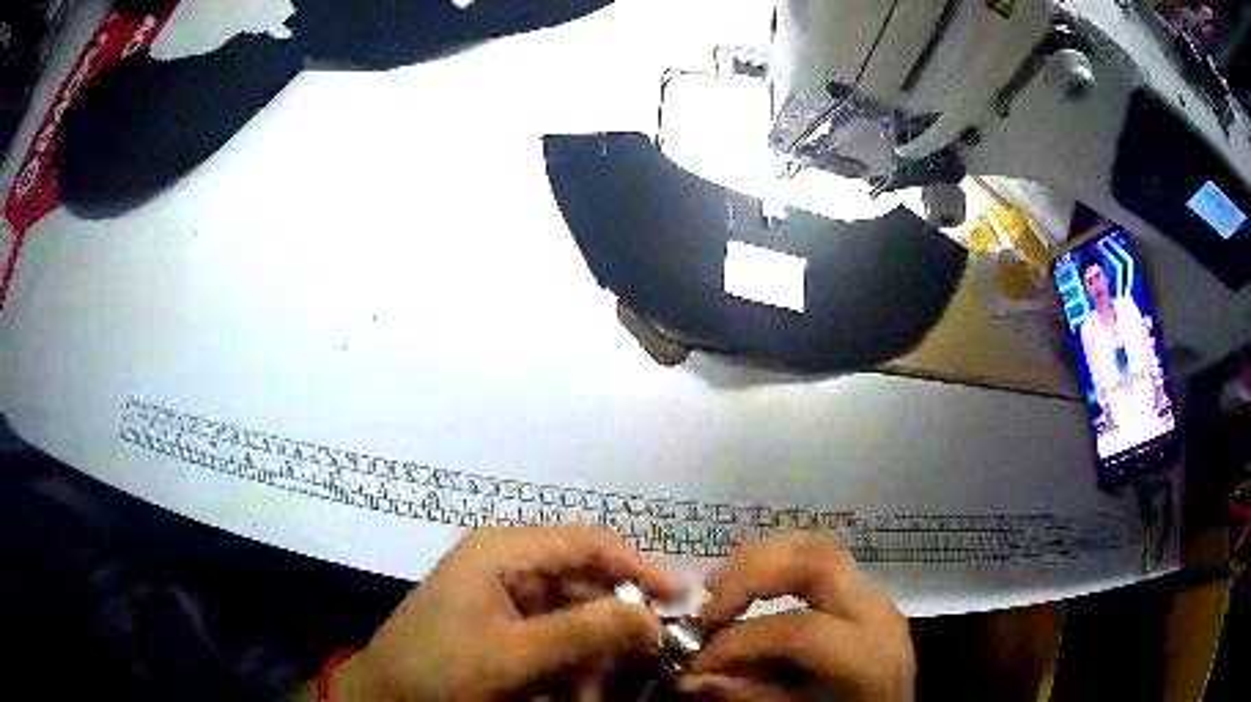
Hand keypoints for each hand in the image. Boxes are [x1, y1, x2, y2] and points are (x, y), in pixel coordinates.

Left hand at [331, 527, 681, 700]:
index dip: (639, 567)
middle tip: (638, 671)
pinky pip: (552, 642)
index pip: (589, 544)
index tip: (680, 600)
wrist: (383, 697)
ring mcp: (502, 598)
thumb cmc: (439, 668)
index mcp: (503, 551)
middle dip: (609, 635)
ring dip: (588, 663)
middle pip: (584, 588)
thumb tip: (654, 617)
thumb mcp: (513, 654)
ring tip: (586, 700)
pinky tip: (566, 698)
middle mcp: (506, 565)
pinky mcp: (500, 628)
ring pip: (572, 623)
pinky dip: (567, 670)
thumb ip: (585, 632)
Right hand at [680, 533, 913, 701]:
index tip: (699, 661)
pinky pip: (830, 563)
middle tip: (710, 603)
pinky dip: (787, 564)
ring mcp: (881, 601)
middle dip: (755, 574)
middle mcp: (881, 617)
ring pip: (826, 550)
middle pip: (820, 564)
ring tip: (726, 585)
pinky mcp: (872, 599)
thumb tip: (691, 679)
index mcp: (870, 659)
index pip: (801, 631)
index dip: (741, 643)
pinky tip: (760, 587)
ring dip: (769, 560)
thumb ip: (752, 697)